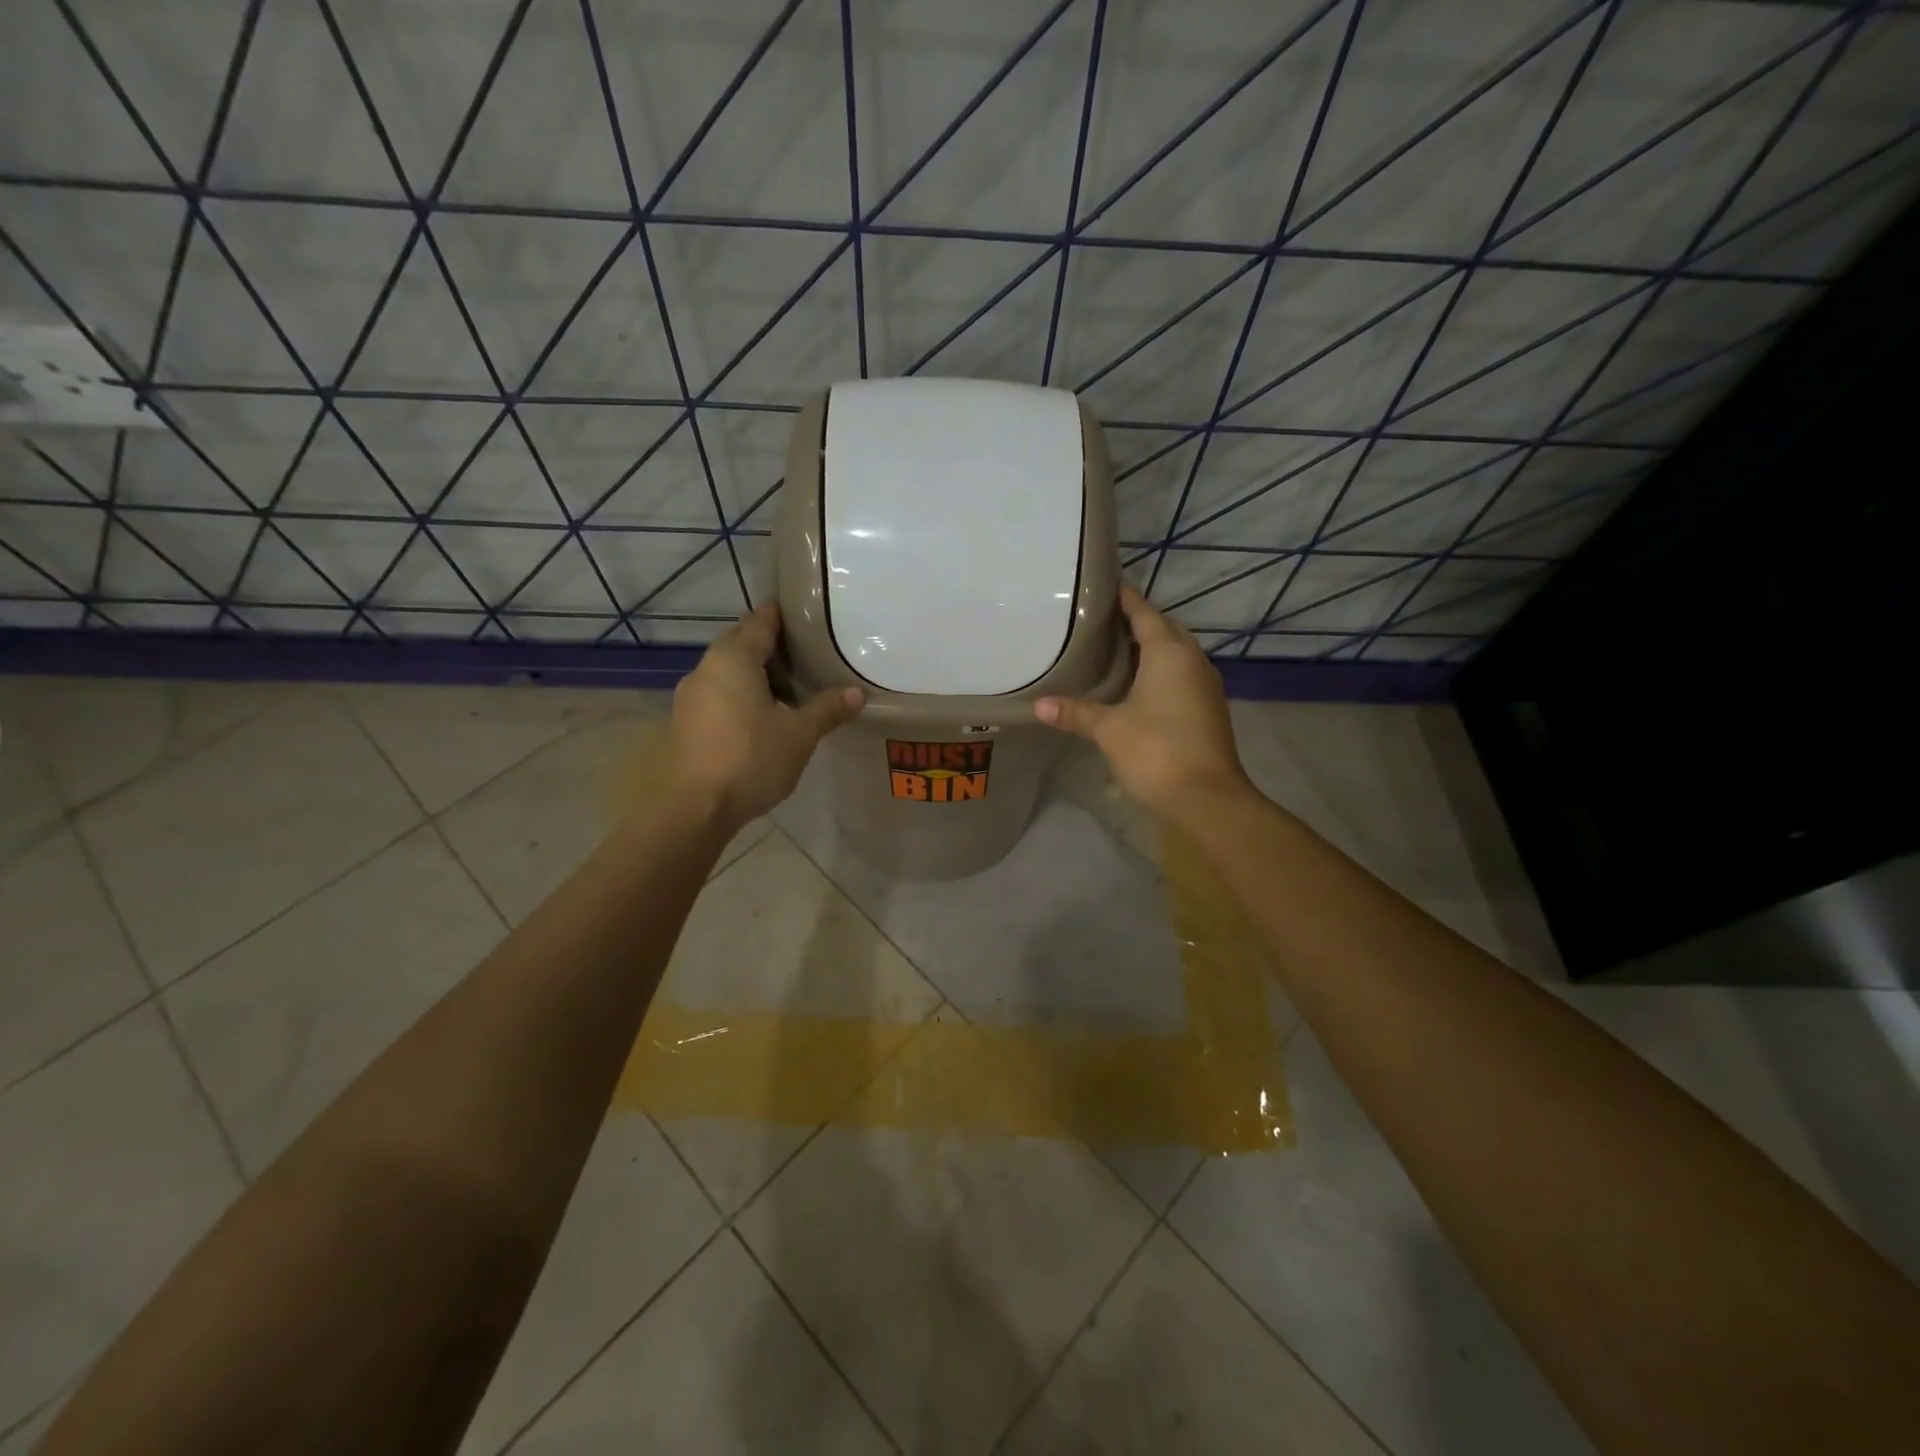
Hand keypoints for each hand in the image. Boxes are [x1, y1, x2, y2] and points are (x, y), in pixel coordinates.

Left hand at [670, 603, 863, 826]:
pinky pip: (720, 694)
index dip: (786, 615)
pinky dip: (742, 695)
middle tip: (810, 654)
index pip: (762, 620)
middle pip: (743, 643)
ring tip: (793, 687)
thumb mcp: (799, 735)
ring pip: (729, 671)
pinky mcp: (686, 722)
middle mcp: (706, 667)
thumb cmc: (750, 759)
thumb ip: (827, 709)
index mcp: (733, 657)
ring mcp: (691, 696)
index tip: (811, 616)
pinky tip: (764, 716)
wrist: (692, 809)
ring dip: (758, 674)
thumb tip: (857, 693)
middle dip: (774, 646)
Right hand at [1035, 583, 1251, 819]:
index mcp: (1169, 652)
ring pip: (1176, 652)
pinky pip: (1181, 673)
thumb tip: (1038, 705)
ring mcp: (1204, 684)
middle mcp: (1192, 659)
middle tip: (1102, 619)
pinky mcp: (1208, 707)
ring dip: (1152, 645)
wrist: (1206, 796)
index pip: (1144, 612)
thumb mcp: (1109, 729)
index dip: (1125, 597)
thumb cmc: (1156, 750)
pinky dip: (1161, 669)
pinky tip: (1138, 682)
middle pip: (1164, 628)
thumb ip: (1075, 712)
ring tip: (1116, 647)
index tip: (1104, 584)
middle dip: (1138, 620)